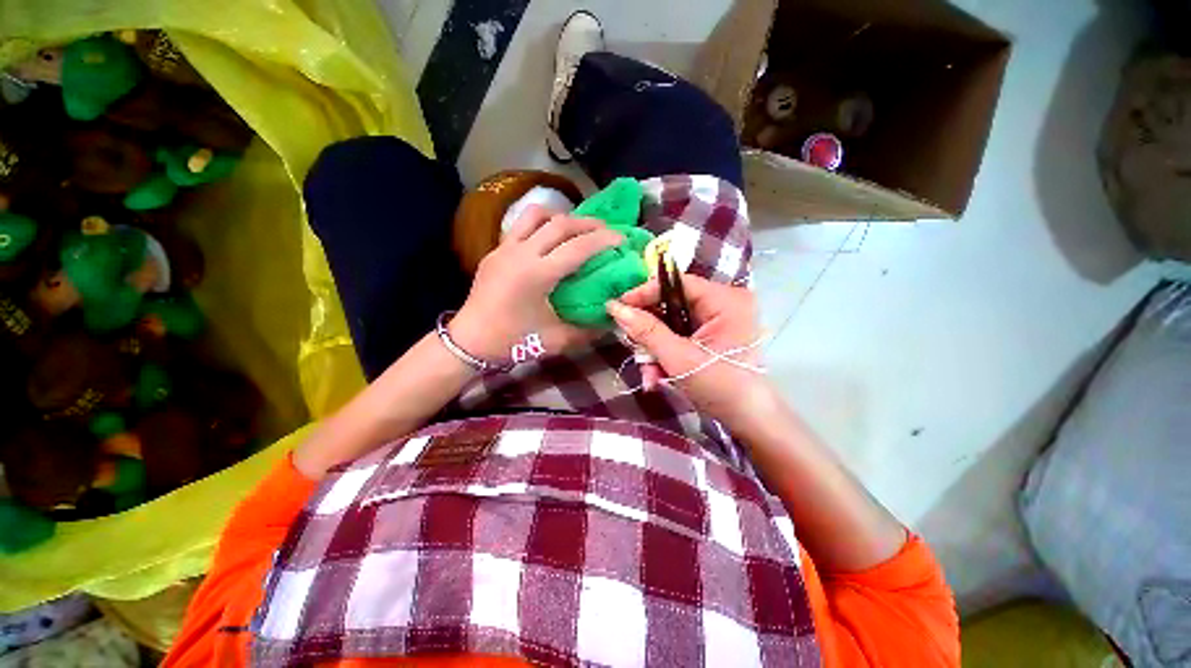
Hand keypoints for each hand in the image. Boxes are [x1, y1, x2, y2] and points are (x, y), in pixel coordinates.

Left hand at [450, 205, 621, 363]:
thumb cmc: (513, 341)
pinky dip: (541, 225)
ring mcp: (504, 249)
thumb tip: (611, 320)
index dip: (603, 240)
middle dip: (587, 223)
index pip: (578, 248)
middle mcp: (521, 253)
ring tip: (576, 228)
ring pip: (535, 215)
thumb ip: (587, 330)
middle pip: (559, 223)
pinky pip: (521, 226)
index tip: (621, 238)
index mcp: (537, 274)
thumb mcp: (556, 340)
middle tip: (605, 229)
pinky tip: (549, 240)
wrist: (469, 342)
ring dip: (561, 216)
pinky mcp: (494, 251)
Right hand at [606, 273, 770, 423]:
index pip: (677, 283)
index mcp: (726, 301)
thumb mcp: (679, 359)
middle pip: (672, 304)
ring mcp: (718, 320)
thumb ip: (647, 331)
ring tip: (649, 374)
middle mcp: (723, 303)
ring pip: (672, 323)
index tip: (618, 306)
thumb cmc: (720, 388)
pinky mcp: (711, 335)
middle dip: (650, 331)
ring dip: (655, 348)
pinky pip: (679, 335)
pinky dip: (665, 353)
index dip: (645, 293)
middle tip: (632, 345)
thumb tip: (615, 308)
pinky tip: (658, 375)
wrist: (747, 420)